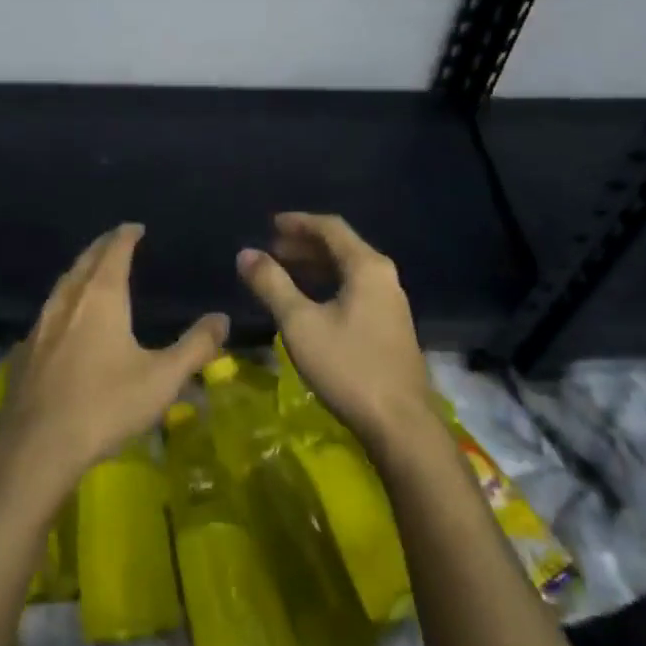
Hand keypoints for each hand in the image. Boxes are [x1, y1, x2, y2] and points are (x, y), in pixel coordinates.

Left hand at [0, 223, 228, 477]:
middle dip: (101, 248)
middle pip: (84, 262)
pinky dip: (62, 304)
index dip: (125, 236)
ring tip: (91, 274)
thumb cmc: (105, 405)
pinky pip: (47, 314)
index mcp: (101, 297)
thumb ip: (195, 347)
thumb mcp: (162, 378)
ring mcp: (40, 326)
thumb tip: (222, 318)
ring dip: (79, 273)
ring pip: (62, 286)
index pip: (114, 252)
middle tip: (115, 241)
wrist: (36, 446)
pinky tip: (64, 323)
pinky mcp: (23, 352)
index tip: (135, 228)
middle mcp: (67, 301)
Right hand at [236, 212, 432, 450]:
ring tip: (284, 273)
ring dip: (315, 266)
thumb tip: (245, 254)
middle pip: (342, 247)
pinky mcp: (390, 326)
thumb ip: (271, 284)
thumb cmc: (348, 366)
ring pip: (348, 271)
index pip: (331, 228)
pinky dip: (328, 286)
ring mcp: (391, 303)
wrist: (399, 423)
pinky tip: (309, 303)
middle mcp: (384, 277)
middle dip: (304, 245)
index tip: (270, 224)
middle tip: (272, 251)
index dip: (299, 222)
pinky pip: (355, 290)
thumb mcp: (299, 323)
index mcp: (367, 267)